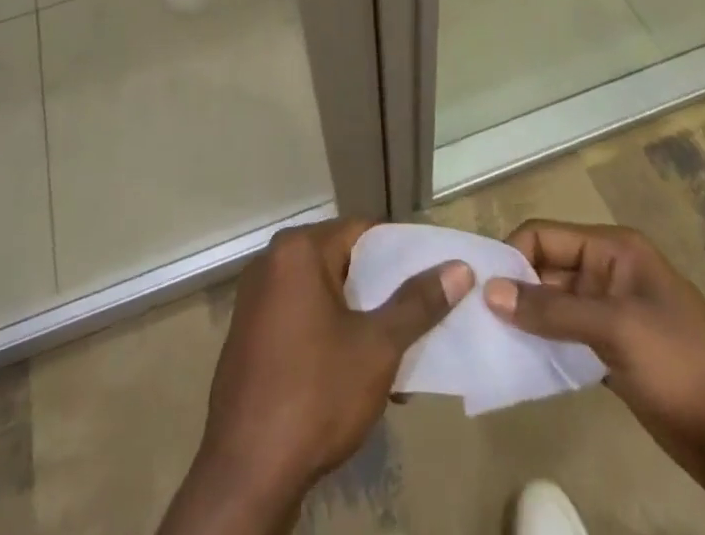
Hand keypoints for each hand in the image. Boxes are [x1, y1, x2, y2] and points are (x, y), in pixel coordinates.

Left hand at [162, 219, 472, 534]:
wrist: (246, 473)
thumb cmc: (316, 394)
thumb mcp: (377, 347)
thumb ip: (417, 304)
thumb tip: (458, 269)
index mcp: (298, 249)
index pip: (362, 231)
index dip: (401, 251)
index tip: (432, 275)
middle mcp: (272, 262)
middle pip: (342, 261)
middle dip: (382, 292)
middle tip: (420, 318)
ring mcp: (256, 299)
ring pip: (324, 294)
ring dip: (360, 318)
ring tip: (398, 354)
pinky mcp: (250, 335)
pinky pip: (302, 317)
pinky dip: (331, 333)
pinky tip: (358, 372)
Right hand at [484, 221, 704, 523]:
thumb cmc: (683, 365)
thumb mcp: (615, 330)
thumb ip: (552, 311)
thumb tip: (491, 292)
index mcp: (612, 249)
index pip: (544, 236)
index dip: (512, 256)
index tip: (480, 290)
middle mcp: (608, 273)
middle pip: (546, 269)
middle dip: (514, 290)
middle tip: (475, 319)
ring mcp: (612, 315)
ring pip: (554, 307)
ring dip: (525, 321)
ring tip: (488, 342)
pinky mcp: (614, 354)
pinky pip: (567, 340)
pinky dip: (545, 348)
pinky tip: (520, 366)